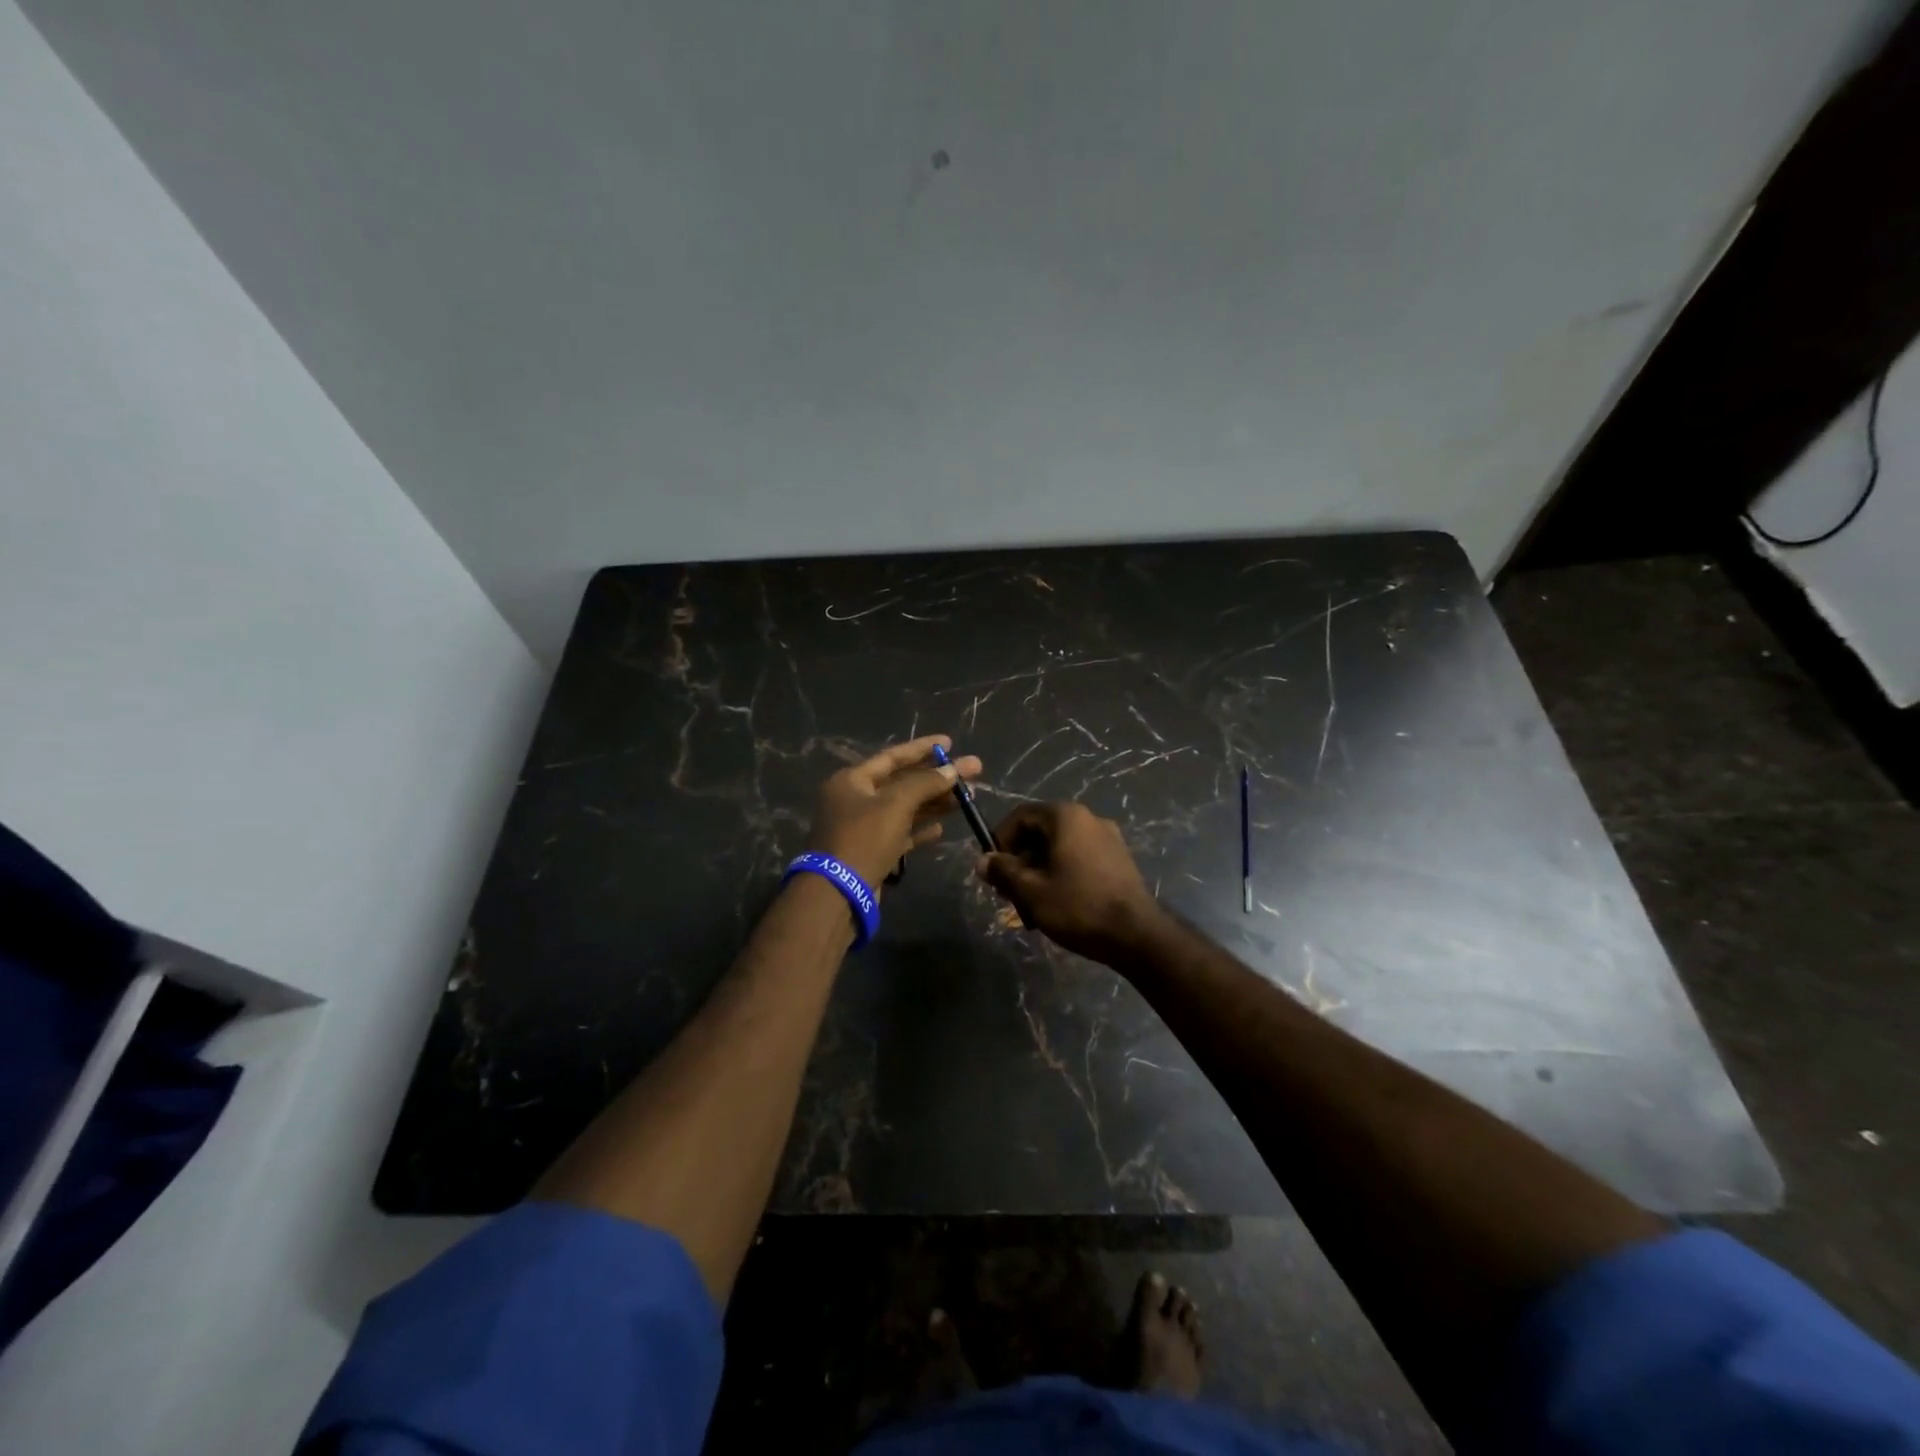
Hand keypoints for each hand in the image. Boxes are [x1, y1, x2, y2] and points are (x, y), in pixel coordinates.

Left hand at [806, 735, 981, 893]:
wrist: (839, 893)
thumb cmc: (864, 838)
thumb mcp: (896, 804)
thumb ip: (925, 783)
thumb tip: (951, 770)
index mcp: (852, 780)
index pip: (892, 756)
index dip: (922, 748)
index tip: (950, 743)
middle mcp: (855, 799)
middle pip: (903, 782)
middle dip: (937, 777)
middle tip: (972, 771)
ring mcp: (864, 827)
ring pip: (905, 808)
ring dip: (935, 802)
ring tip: (967, 798)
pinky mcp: (872, 851)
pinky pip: (901, 833)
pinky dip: (920, 828)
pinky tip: (942, 827)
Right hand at [976, 802, 1165, 963]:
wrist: (1136, 935)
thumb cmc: (1078, 906)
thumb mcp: (1031, 891)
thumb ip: (1003, 871)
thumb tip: (982, 861)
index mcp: (1066, 817)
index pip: (1021, 815)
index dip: (1000, 840)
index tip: (993, 869)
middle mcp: (1088, 818)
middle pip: (1041, 830)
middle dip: (1020, 859)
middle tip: (1009, 891)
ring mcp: (1108, 838)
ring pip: (1060, 846)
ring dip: (1039, 869)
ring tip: (1031, 903)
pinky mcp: (1119, 859)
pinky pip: (1079, 857)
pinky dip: (1062, 872)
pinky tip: (1058, 902)